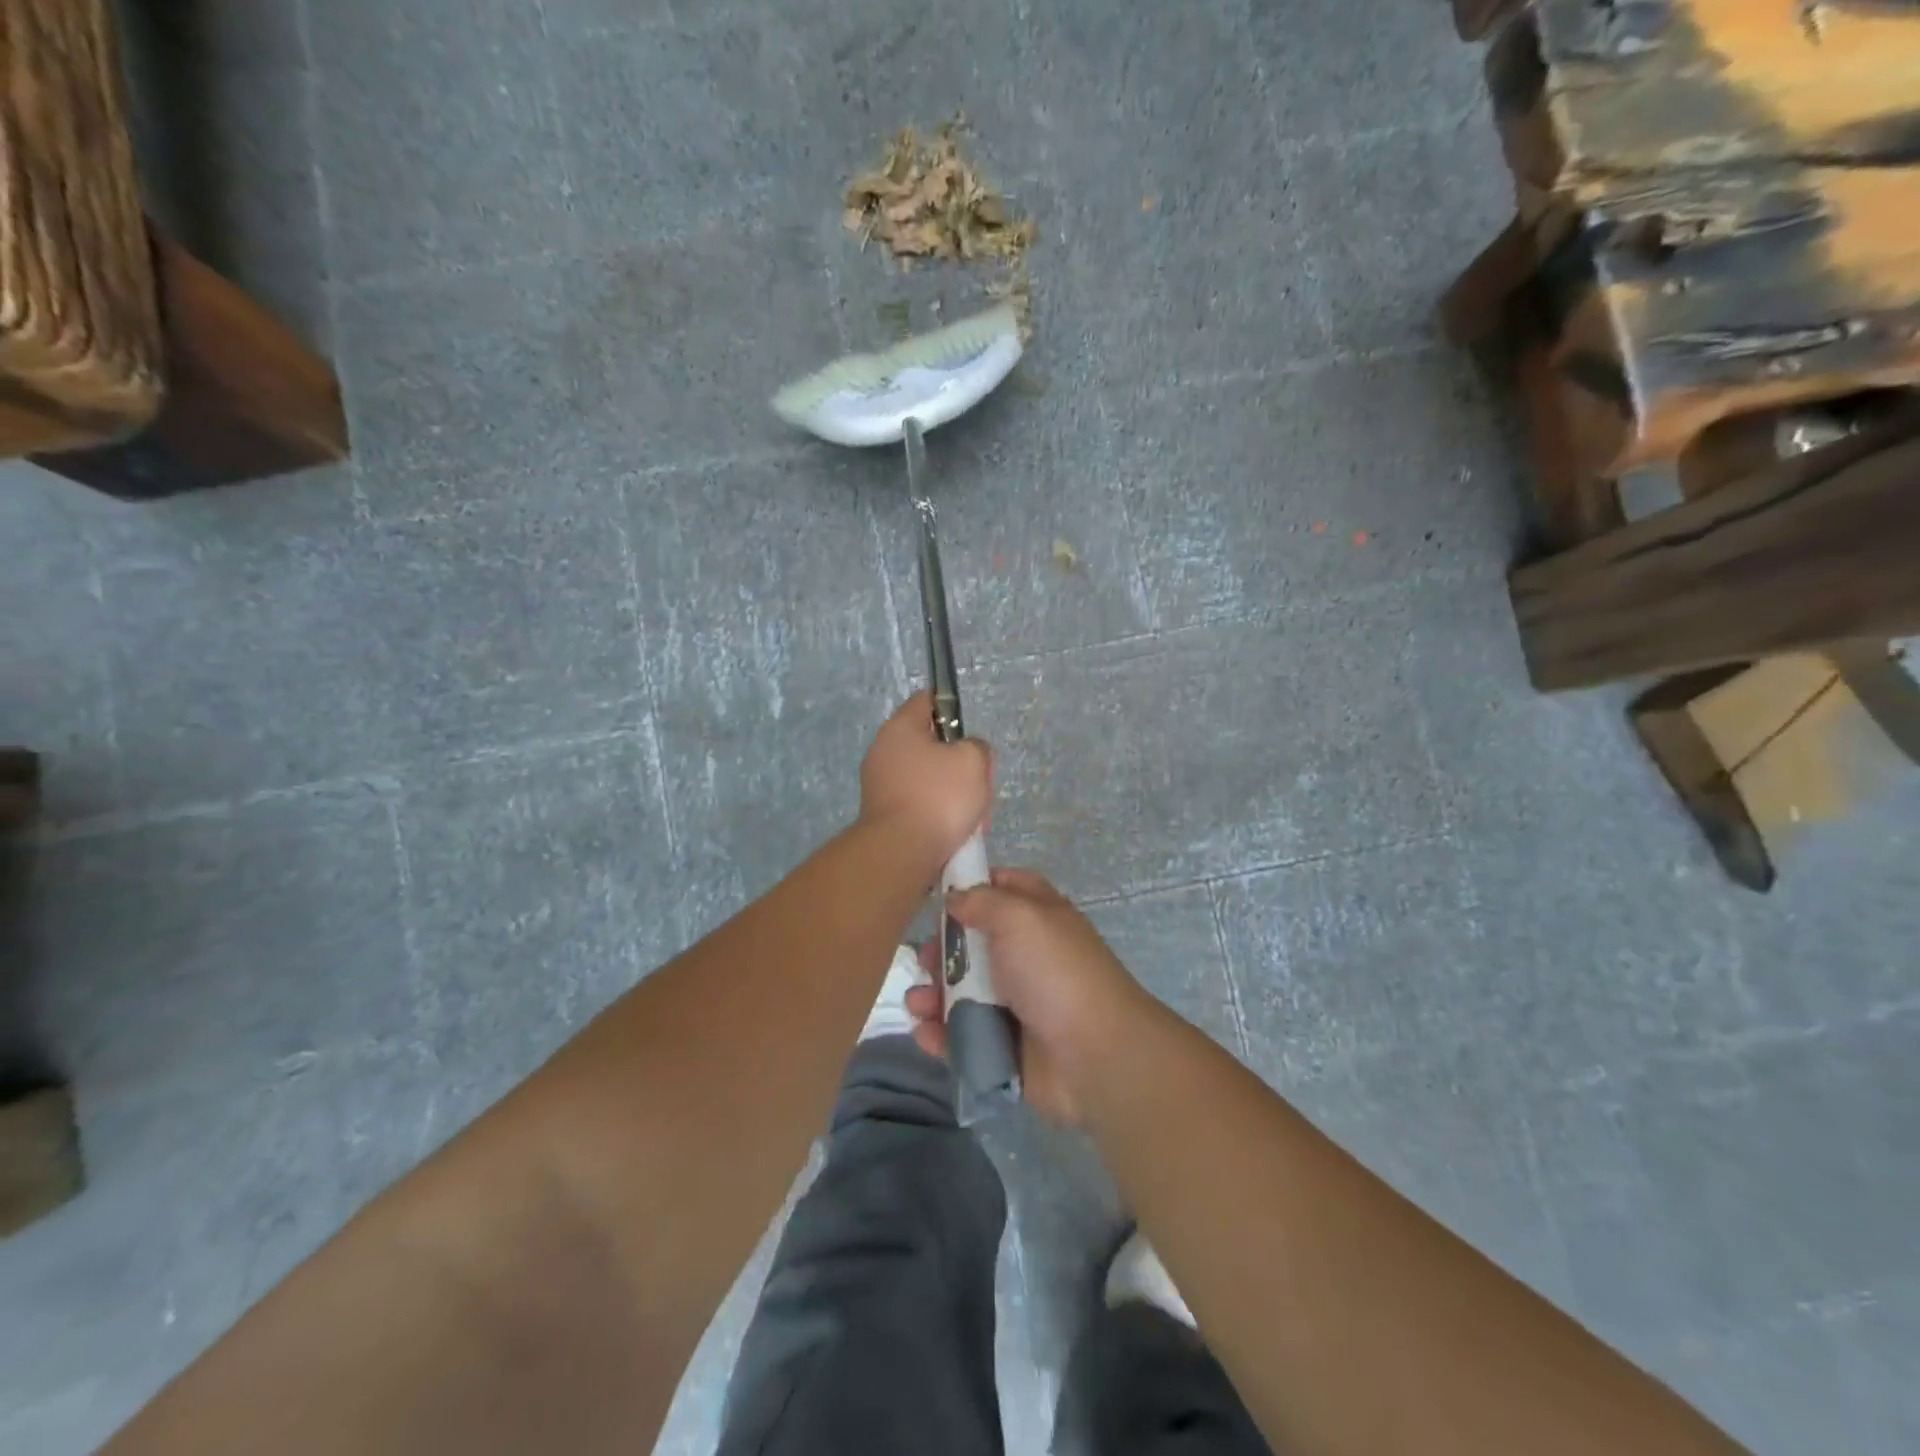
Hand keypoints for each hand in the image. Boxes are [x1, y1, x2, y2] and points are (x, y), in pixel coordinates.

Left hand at [859, 691, 992, 863]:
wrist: (901, 853)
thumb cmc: (938, 797)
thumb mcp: (973, 760)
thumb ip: (976, 746)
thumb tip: (966, 754)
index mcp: (900, 728)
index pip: (927, 700)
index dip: (952, 708)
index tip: (970, 733)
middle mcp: (883, 751)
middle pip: (932, 744)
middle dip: (960, 763)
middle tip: (978, 784)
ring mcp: (880, 784)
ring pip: (929, 777)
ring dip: (953, 793)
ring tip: (972, 817)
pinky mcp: (884, 814)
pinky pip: (919, 803)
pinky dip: (937, 813)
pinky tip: (954, 832)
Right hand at [906, 868, 1150, 1125]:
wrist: (1095, 1055)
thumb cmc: (1055, 972)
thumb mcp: (1020, 917)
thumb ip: (982, 900)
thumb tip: (955, 898)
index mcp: (1037, 916)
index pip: (1002, 887)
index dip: (972, 885)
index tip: (938, 894)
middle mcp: (1025, 955)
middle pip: (973, 943)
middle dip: (942, 950)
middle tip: (925, 960)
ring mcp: (1015, 1003)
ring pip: (962, 991)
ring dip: (934, 994)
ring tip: (919, 1003)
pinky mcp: (1004, 1045)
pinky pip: (962, 1034)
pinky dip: (941, 1034)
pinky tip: (925, 1032)